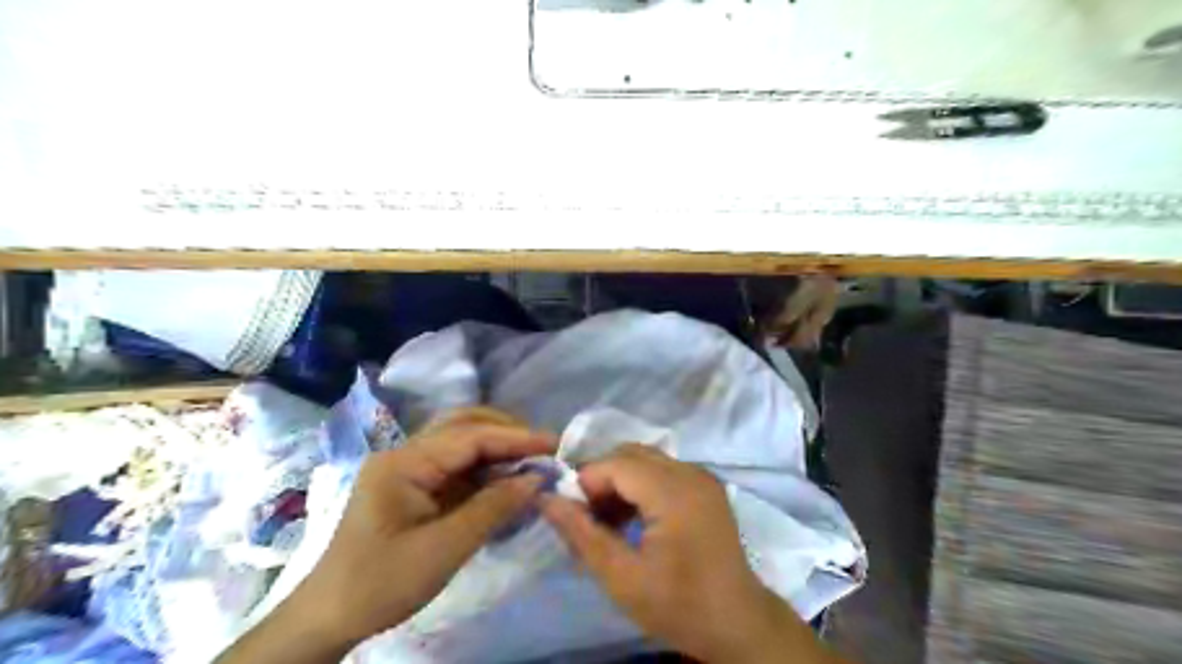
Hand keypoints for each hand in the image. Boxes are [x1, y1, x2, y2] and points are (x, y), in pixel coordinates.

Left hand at [223, 407, 558, 660]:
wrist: (329, 616)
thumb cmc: (381, 583)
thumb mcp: (443, 550)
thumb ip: (493, 508)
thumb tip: (536, 479)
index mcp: (404, 462)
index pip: (470, 437)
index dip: (516, 438)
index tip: (555, 445)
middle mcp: (405, 453)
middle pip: (463, 424)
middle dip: (507, 432)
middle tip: (544, 449)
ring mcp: (408, 467)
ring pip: (460, 440)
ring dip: (497, 447)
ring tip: (532, 460)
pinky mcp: (414, 485)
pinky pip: (456, 464)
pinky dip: (485, 467)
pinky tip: (506, 478)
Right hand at [539, 445, 834, 663]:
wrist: (738, 623)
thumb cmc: (679, 605)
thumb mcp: (622, 578)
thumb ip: (582, 533)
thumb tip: (546, 499)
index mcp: (674, 492)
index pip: (616, 463)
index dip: (586, 482)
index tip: (571, 514)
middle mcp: (690, 472)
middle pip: (631, 454)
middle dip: (602, 478)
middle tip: (587, 516)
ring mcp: (702, 477)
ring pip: (646, 459)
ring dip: (620, 481)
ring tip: (606, 521)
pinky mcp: (706, 486)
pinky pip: (663, 470)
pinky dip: (640, 485)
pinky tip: (632, 518)